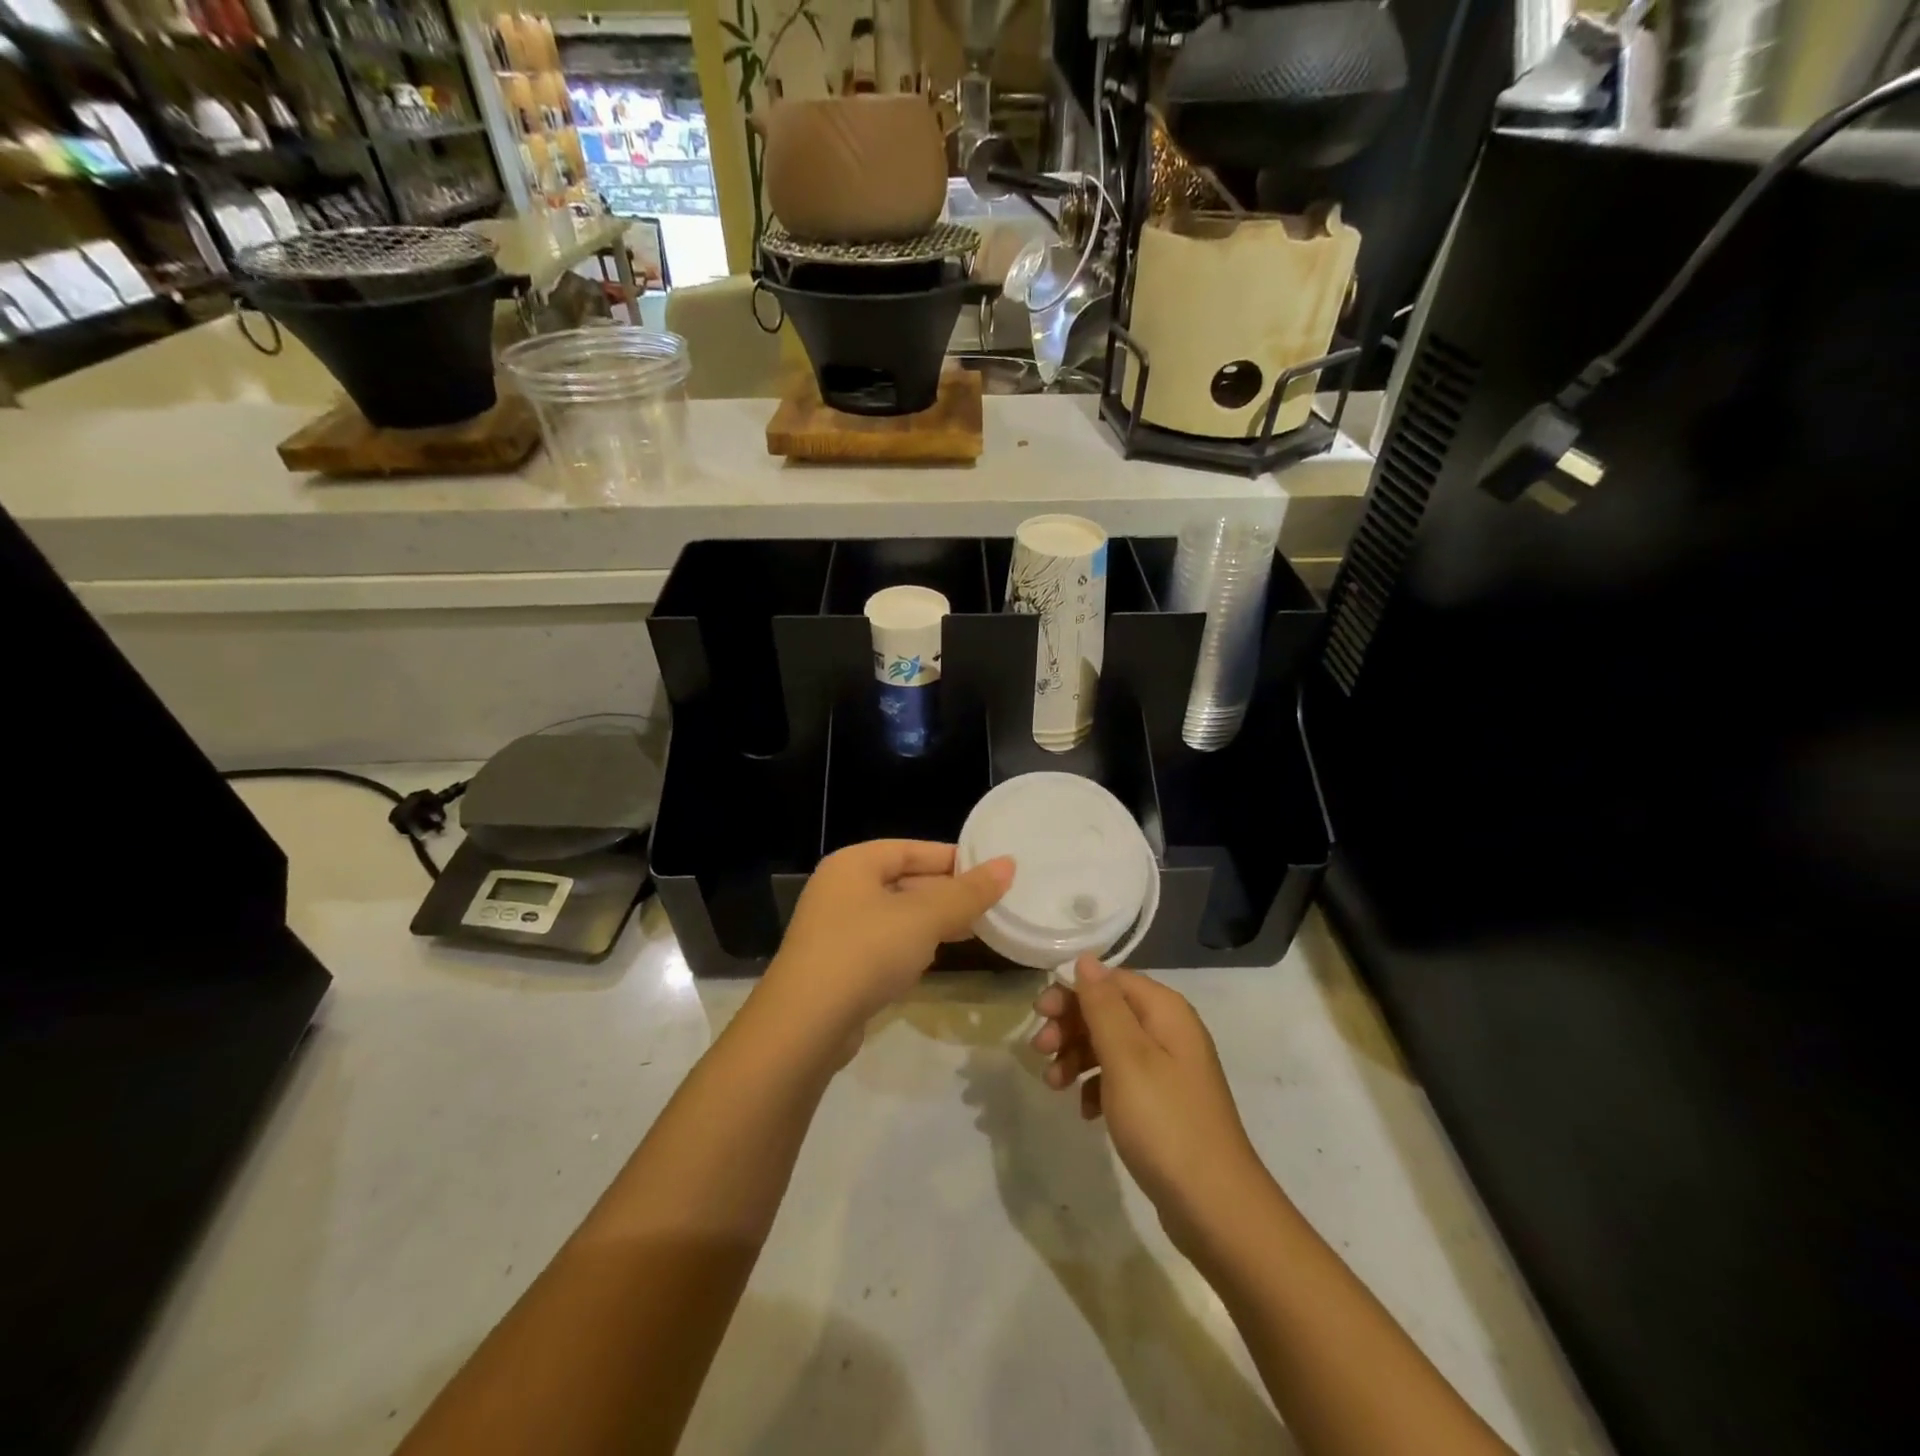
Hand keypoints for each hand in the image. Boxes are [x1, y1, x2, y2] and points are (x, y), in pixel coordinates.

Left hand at [760, 839, 1013, 1047]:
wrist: (805, 1026)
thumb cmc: (866, 952)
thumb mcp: (924, 918)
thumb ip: (967, 892)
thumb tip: (1008, 864)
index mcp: (854, 864)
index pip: (911, 849)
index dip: (953, 858)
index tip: (992, 870)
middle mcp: (841, 889)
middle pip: (904, 880)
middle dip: (946, 892)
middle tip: (992, 902)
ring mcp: (836, 929)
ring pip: (896, 915)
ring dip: (933, 921)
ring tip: (976, 927)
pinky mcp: (838, 966)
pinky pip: (885, 944)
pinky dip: (913, 946)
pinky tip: (937, 957)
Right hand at [1031, 956, 1268, 1251]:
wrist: (1215, 1206)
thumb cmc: (1164, 1122)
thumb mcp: (1126, 1057)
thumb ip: (1102, 1005)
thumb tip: (1087, 958)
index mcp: (1165, 1011)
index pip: (1110, 980)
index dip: (1072, 992)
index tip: (1039, 1013)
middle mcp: (1170, 1031)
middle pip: (1108, 1010)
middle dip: (1070, 1026)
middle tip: (1039, 1050)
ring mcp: (1169, 1069)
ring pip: (1111, 1045)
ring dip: (1077, 1057)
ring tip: (1054, 1085)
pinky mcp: (1164, 1103)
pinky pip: (1121, 1079)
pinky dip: (1097, 1087)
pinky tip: (1084, 1111)